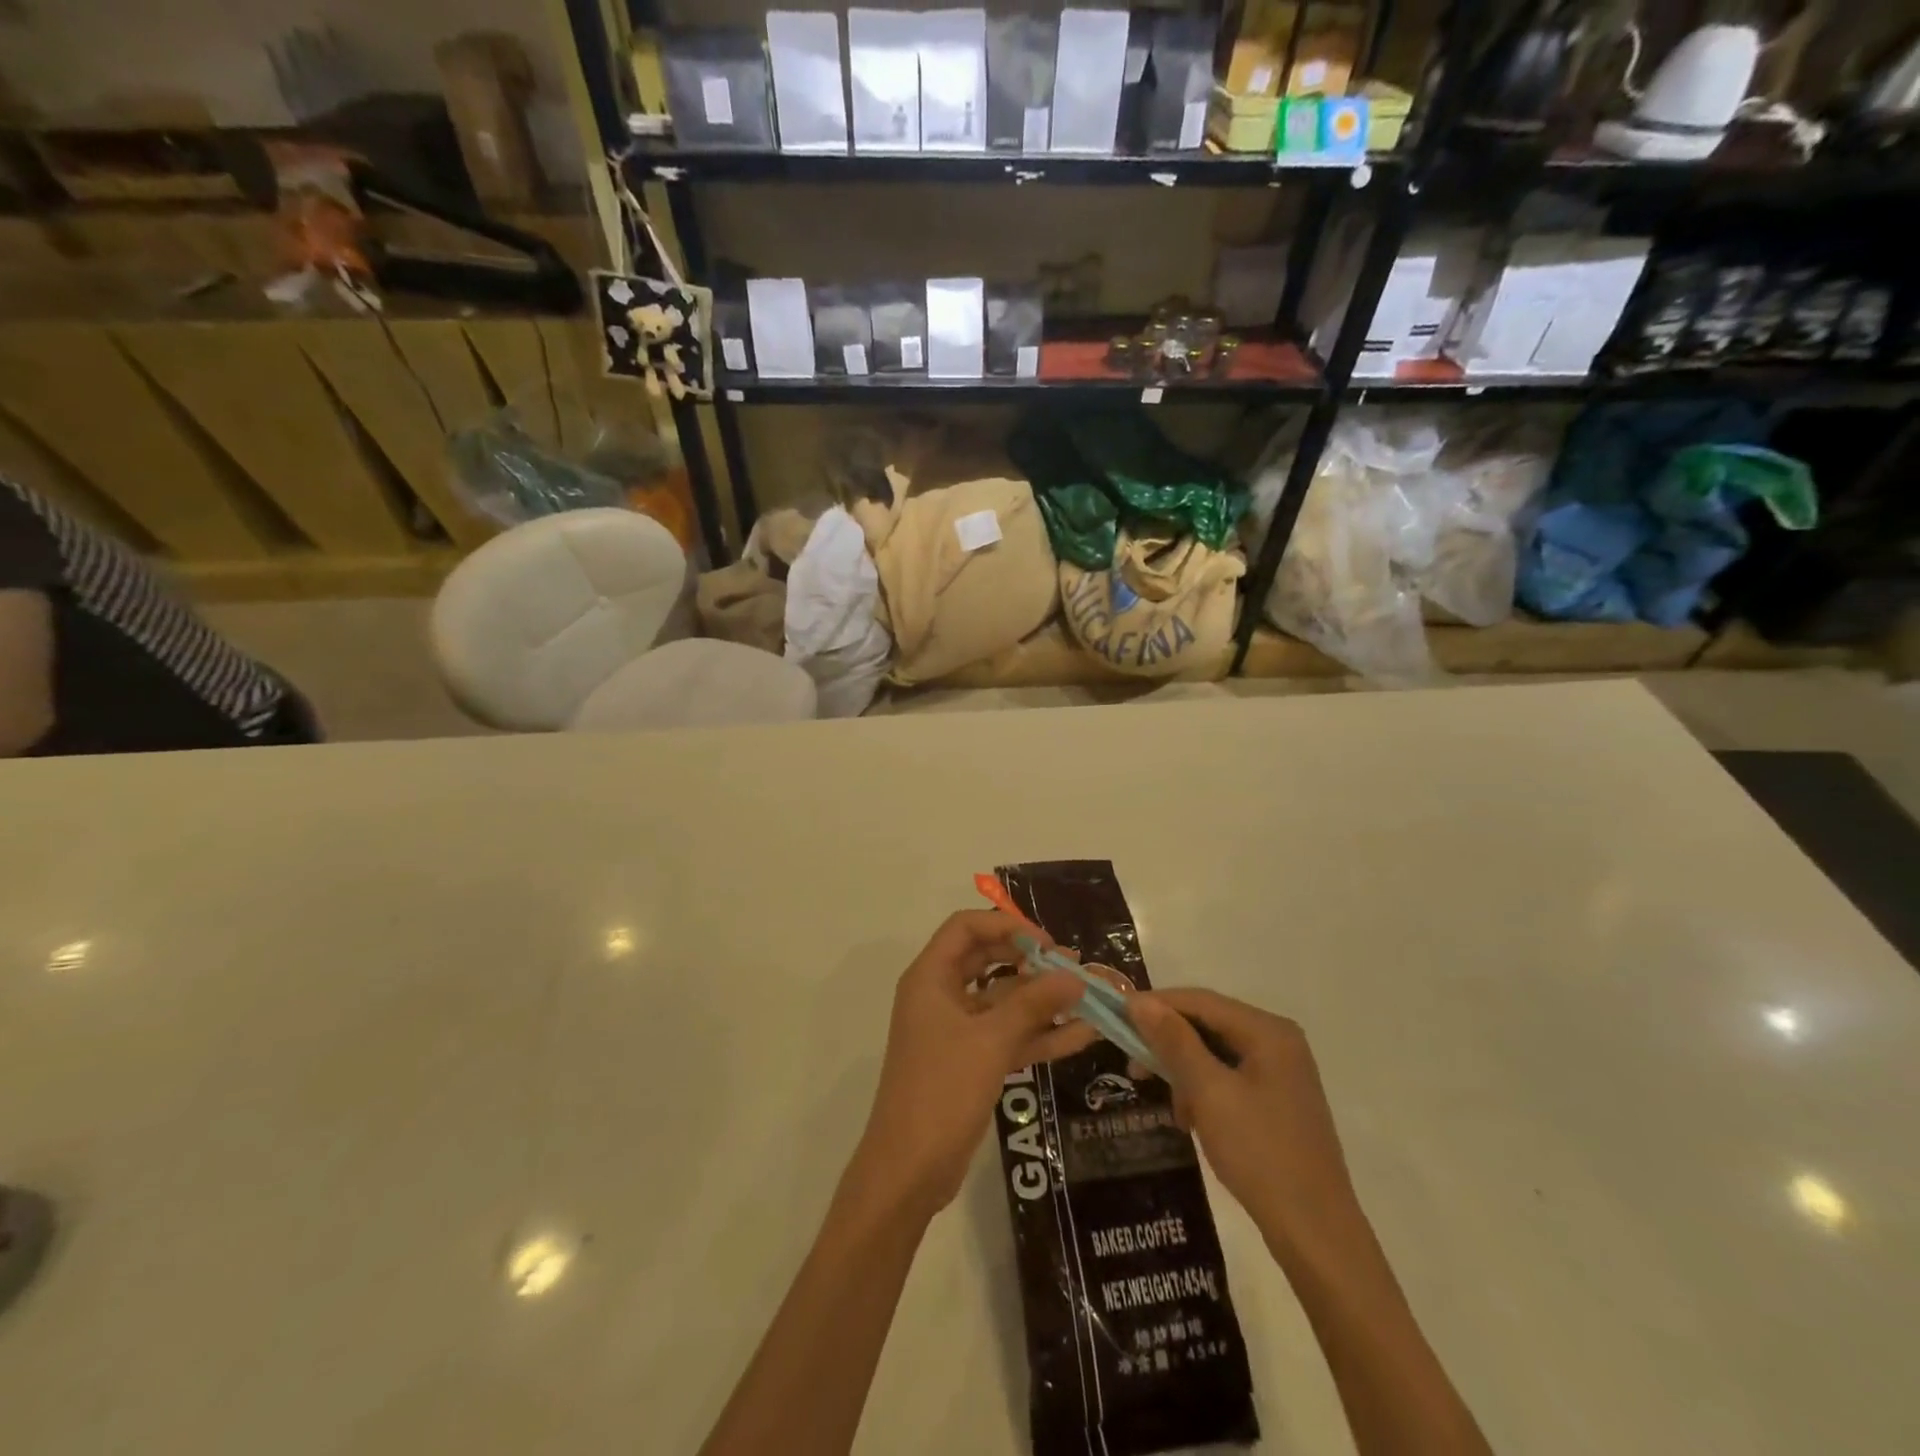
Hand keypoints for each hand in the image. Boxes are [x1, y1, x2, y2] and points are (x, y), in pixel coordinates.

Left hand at [852, 912, 1094, 1219]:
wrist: (909, 1171)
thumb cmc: (941, 1090)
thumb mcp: (991, 1042)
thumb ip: (1033, 1005)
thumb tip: (1076, 975)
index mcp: (930, 978)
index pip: (966, 928)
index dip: (1005, 926)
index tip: (1045, 942)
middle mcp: (941, 996)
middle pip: (987, 961)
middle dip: (1029, 961)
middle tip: (1071, 966)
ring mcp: (956, 1030)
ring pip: (1002, 1001)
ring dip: (1041, 1000)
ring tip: (1088, 998)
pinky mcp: (971, 1061)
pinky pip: (1008, 1036)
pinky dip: (1039, 1035)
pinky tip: (1081, 1035)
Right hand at [1129, 989, 1362, 1257]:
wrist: (1316, 1234)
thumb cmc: (1261, 1154)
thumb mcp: (1209, 1092)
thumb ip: (1174, 1041)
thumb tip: (1138, 1000)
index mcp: (1268, 1031)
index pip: (1201, 1000)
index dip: (1156, 1004)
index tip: (1116, 1016)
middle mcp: (1277, 1041)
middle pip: (1209, 1024)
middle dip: (1168, 1042)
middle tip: (1132, 1064)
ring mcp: (1280, 1072)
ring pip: (1215, 1052)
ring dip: (1184, 1070)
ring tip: (1166, 1102)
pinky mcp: (1276, 1100)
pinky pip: (1228, 1077)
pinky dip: (1203, 1090)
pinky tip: (1189, 1118)